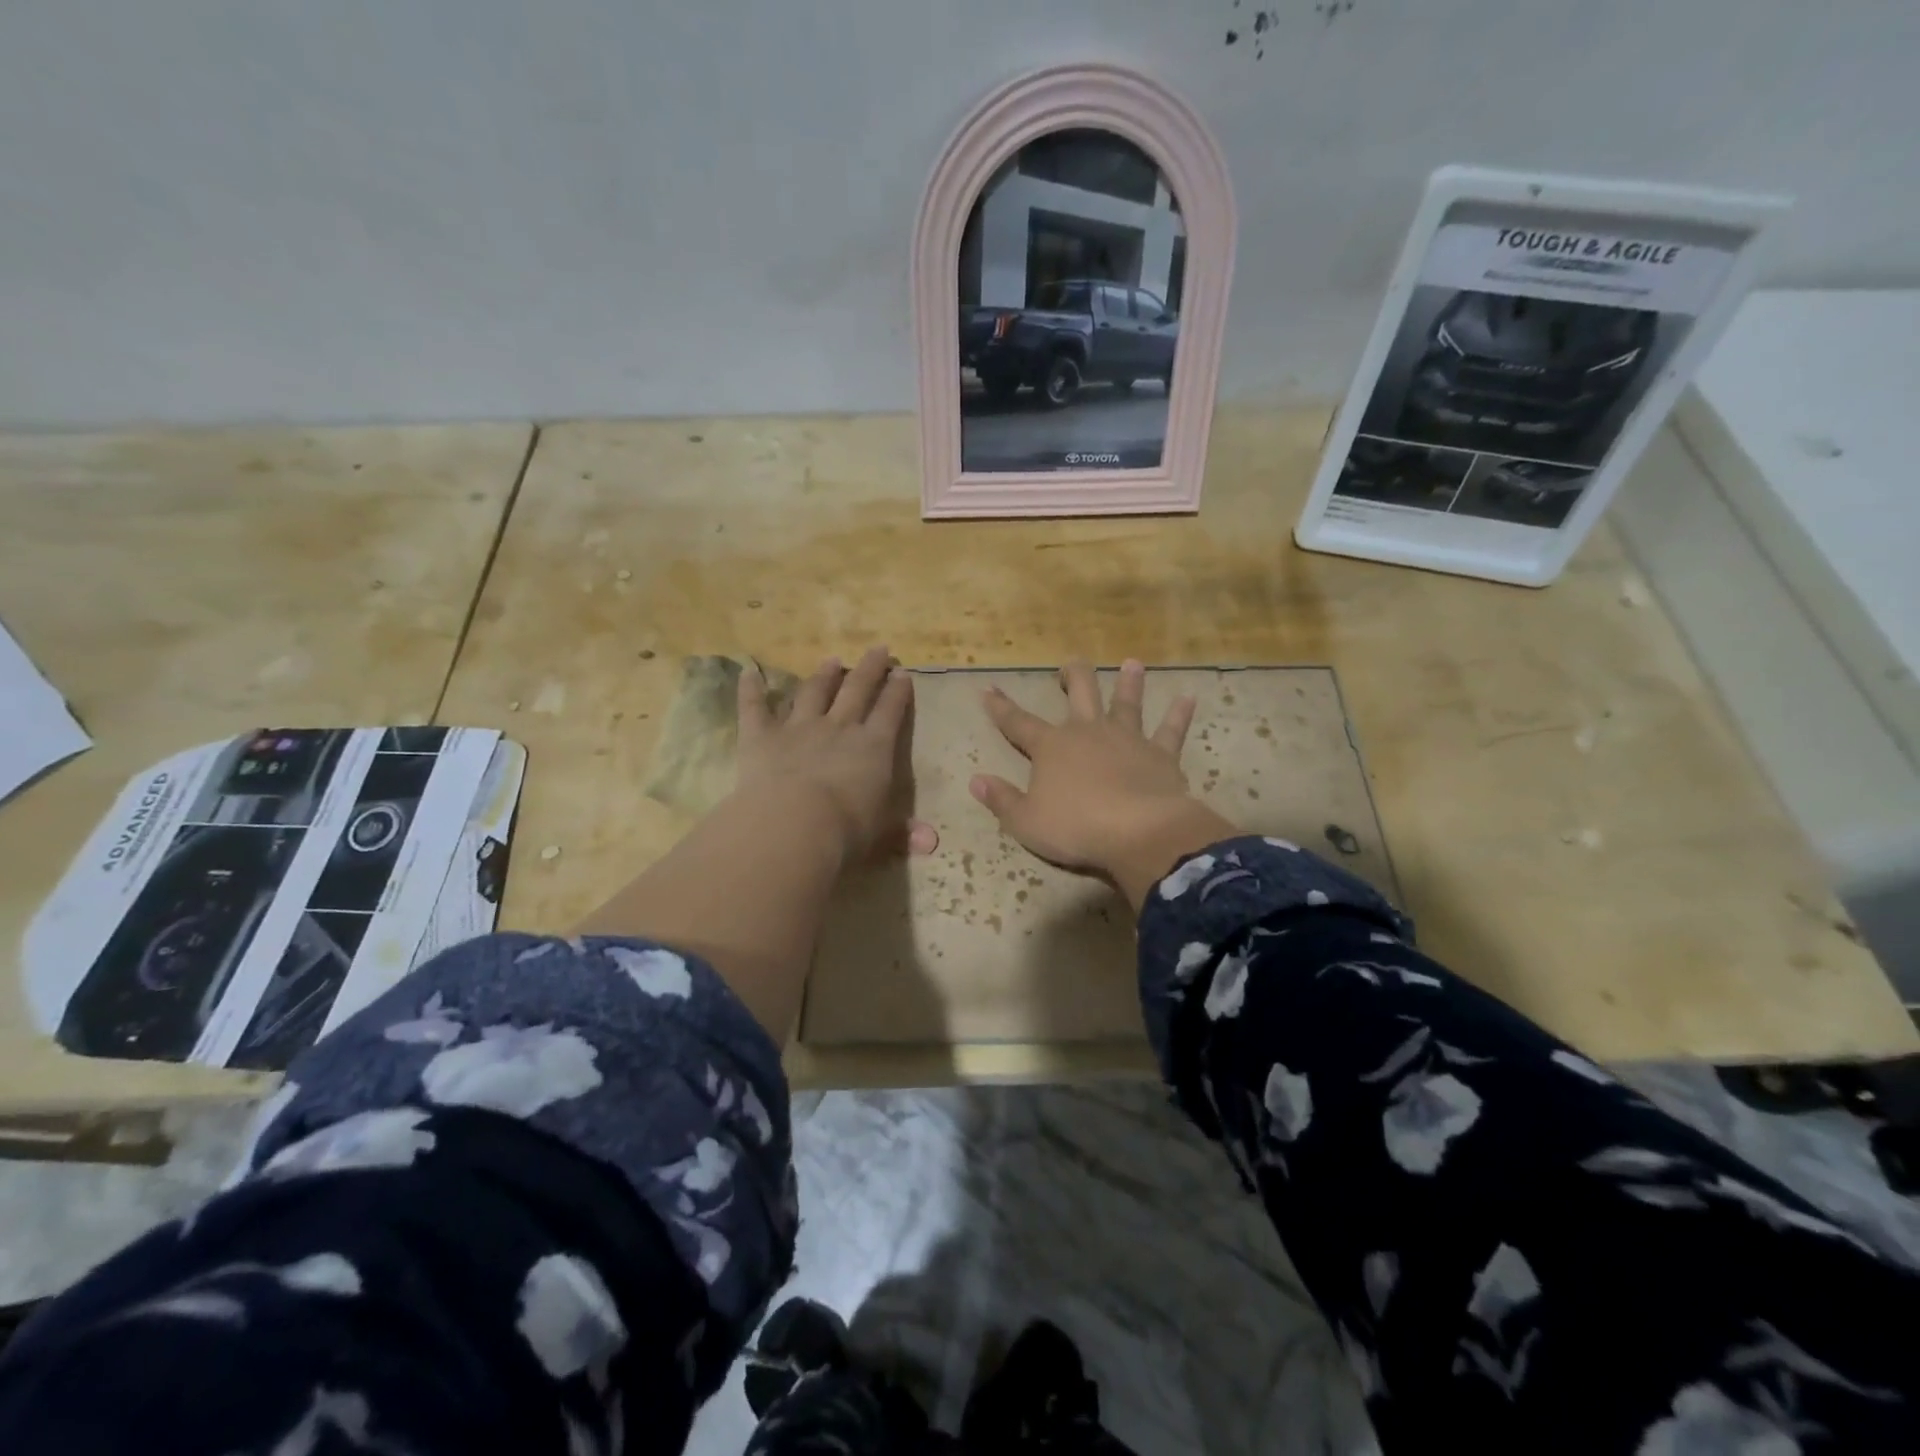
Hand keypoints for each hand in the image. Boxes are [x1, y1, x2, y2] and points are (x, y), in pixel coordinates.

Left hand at [736, 645, 937, 866]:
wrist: (795, 824)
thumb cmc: (847, 830)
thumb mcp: (882, 834)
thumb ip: (903, 833)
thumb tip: (931, 844)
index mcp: (874, 747)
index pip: (891, 712)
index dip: (898, 692)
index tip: (903, 673)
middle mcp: (840, 728)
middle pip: (858, 689)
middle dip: (870, 668)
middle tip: (878, 649)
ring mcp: (799, 728)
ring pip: (813, 692)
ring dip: (823, 675)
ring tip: (831, 660)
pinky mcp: (761, 736)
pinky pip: (754, 707)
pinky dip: (750, 689)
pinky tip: (748, 671)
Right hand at [970, 658, 1235, 906]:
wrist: (1137, 832)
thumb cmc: (1075, 828)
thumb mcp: (1026, 822)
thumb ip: (1001, 800)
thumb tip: (976, 781)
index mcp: (1051, 748)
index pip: (1018, 723)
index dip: (1000, 707)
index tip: (988, 689)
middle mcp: (1088, 732)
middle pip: (1079, 693)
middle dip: (1072, 676)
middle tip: (1070, 665)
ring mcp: (1127, 739)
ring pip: (1127, 703)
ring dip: (1129, 683)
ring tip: (1133, 664)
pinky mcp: (1160, 754)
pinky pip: (1171, 730)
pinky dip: (1179, 714)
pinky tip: (1188, 698)